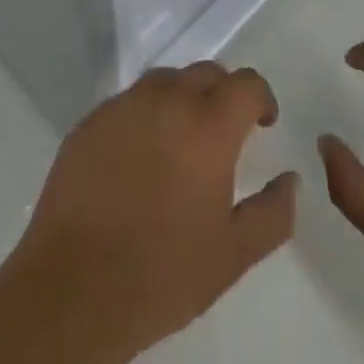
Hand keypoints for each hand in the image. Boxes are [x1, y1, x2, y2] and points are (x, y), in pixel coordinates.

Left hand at [2, 63, 299, 363]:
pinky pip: (128, 102)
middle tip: (222, 133)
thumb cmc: (161, 274)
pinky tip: (137, 156)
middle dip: (222, 94)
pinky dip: (144, 115)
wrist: (71, 291)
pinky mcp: (90, 121)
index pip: (246, 84)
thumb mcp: (232, 256)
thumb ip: (272, 214)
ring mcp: (124, 106)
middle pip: (206, 73)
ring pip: (165, 81)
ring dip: (182, 98)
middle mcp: (168, 100)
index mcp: (208, 125)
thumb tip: (292, 180)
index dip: (261, 98)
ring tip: (179, 140)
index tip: (262, 122)